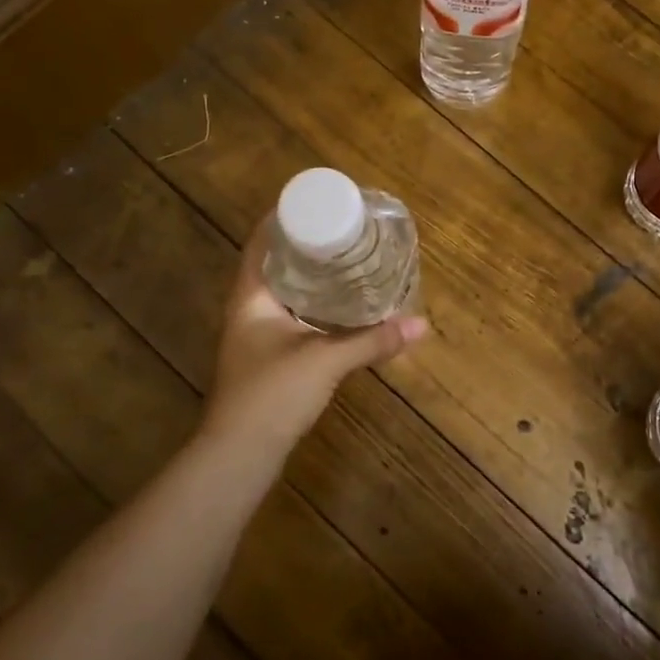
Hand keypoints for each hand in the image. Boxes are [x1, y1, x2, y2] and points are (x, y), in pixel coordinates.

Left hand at [198, 218, 428, 464]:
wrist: (239, 455)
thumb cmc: (271, 395)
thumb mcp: (325, 361)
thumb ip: (372, 341)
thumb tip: (420, 324)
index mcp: (250, 298)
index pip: (261, 243)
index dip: (284, 219)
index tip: (318, 203)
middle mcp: (248, 310)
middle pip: (274, 265)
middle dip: (305, 246)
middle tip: (343, 229)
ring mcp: (255, 336)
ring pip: (283, 293)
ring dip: (310, 276)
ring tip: (346, 259)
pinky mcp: (267, 359)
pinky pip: (292, 317)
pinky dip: (314, 305)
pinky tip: (339, 307)